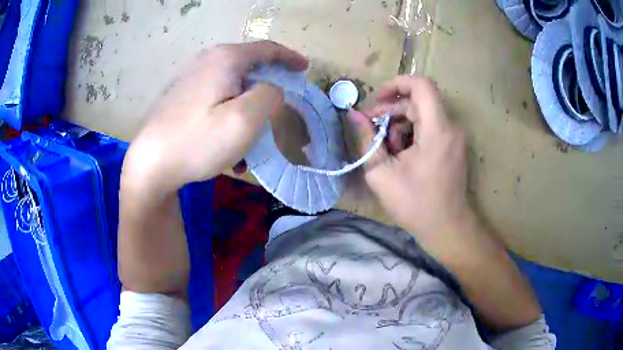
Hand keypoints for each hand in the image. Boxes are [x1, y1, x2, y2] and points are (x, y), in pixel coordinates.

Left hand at [122, 41, 307, 194]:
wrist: (150, 164)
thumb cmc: (197, 141)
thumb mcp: (244, 119)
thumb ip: (269, 96)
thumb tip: (271, 88)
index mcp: (225, 59)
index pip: (267, 49)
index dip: (289, 57)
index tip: (304, 68)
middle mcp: (207, 61)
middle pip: (249, 66)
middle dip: (267, 85)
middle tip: (279, 105)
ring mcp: (191, 78)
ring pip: (231, 86)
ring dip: (246, 107)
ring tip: (250, 137)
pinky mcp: (182, 96)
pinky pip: (215, 98)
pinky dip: (228, 114)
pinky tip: (226, 143)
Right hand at [349, 75, 471, 236]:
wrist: (447, 227)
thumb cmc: (414, 204)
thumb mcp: (381, 173)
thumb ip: (366, 139)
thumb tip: (353, 115)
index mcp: (437, 129)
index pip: (421, 84)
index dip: (397, 83)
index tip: (377, 99)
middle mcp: (451, 127)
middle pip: (419, 100)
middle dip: (392, 109)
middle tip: (372, 128)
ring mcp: (455, 136)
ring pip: (425, 113)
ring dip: (401, 123)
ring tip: (387, 148)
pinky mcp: (455, 145)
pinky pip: (432, 126)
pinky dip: (414, 132)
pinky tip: (402, 153)